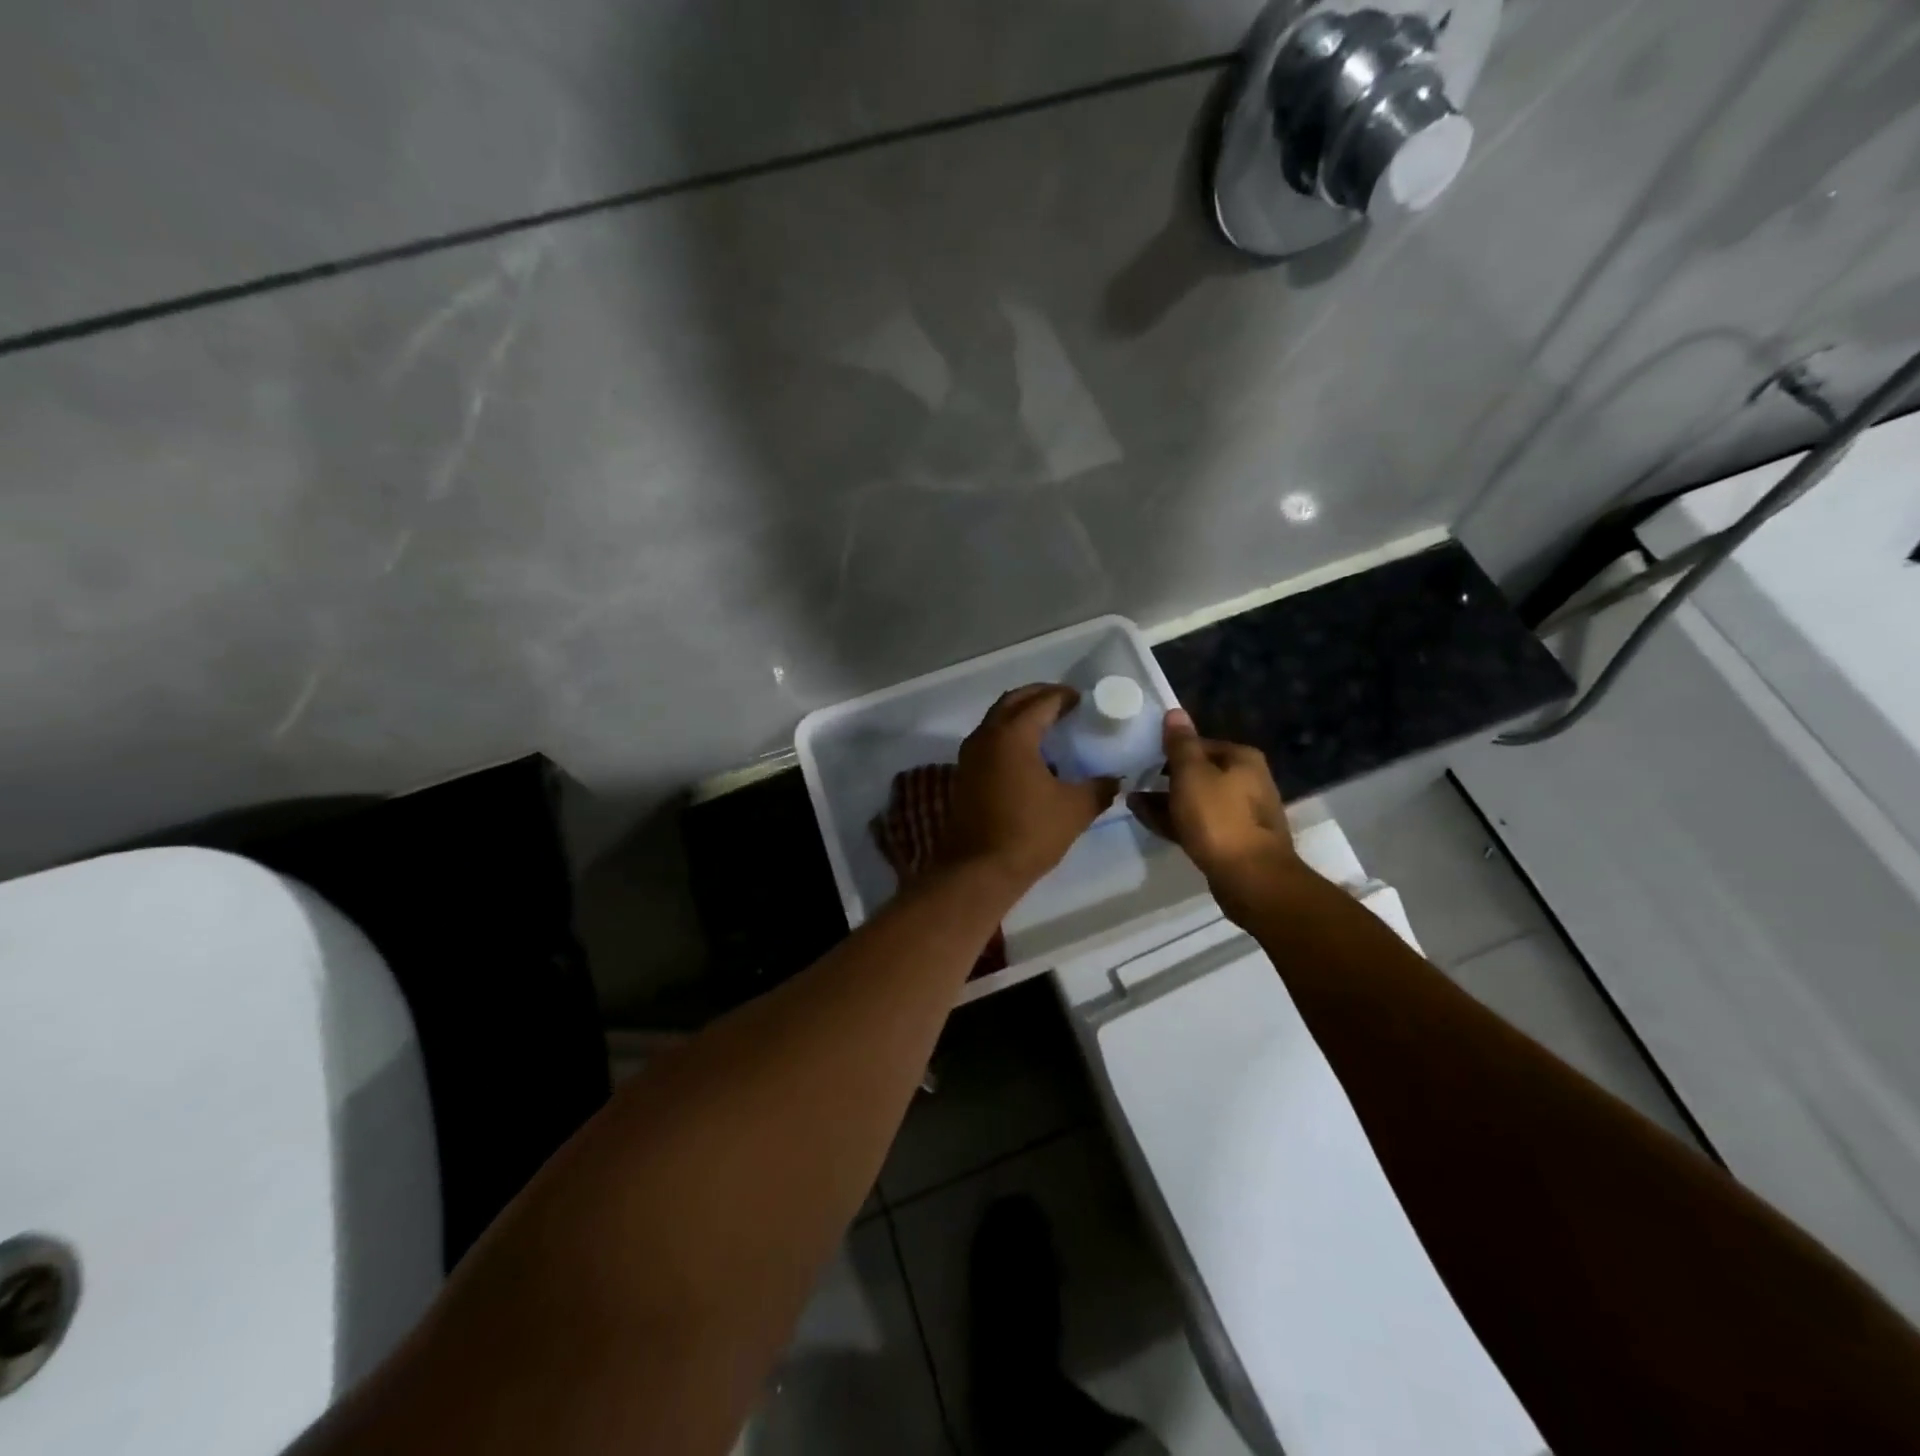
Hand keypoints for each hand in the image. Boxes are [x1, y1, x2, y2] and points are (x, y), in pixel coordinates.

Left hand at [946, 685, 1117, 889]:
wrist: (978, 871)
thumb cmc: (1029, 833)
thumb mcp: (1075, 809)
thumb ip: (1099, 788)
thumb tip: (1115, 779)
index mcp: (1013, 735)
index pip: (1042, 701)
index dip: (1065, 697)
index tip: (1084, 700)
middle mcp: (986, 736)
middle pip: (1013, 701)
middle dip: (1039, 697)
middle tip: (1065, 704)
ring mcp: (969, 755)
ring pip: (996, 720)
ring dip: (1020, 716)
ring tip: (1049, 728)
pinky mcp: (964, 775)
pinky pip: (989, 741)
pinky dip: (1008, 737)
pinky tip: (1030, 757)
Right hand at [1128, 710, 1303, 913]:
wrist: (1251, 878)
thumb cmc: (1219, 818)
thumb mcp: (1192, 774)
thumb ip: (1180, 744)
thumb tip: (1175, 712)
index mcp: (1242, 759)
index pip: (1200, 744)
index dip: (1170, 749)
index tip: (1142, 756)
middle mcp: (1247, 781)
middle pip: (1199, 773)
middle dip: (1165, 777)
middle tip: (1133, 780)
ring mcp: (1241, 814)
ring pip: (1196, 800)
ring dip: (1165, 800)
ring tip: (1132, 801)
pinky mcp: (1232, 841)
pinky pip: (1197, 823)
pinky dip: (1174, 820)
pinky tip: (1147, 820)